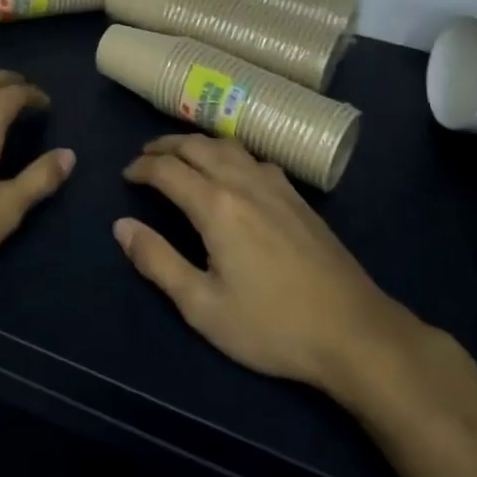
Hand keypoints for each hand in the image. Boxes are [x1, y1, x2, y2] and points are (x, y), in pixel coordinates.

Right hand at [117, 134, 427, 409]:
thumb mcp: (203, 306)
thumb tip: (121, 226)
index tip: (126, 176)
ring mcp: (275, 186)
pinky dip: (228, 153)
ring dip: (196, 144)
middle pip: (196, 146)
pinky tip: (232, 171)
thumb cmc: (272, 326)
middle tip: (144, 157)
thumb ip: (158, 262)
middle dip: (164, 146)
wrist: (355, 333)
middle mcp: (243, 182)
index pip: (167, 170)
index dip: (141, 168)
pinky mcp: (298, 197)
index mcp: (216, 206)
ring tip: (181, 155)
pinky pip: (254, 157)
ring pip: (227, 145)